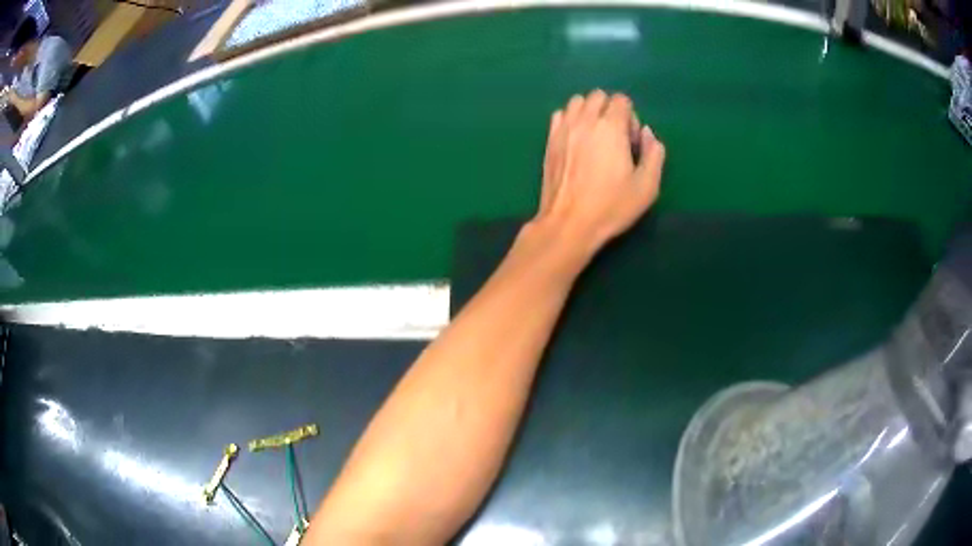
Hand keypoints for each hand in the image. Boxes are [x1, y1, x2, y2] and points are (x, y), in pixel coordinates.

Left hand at [534, 90, 665, 253]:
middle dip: (610, 110)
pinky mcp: (549, 140)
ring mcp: (564, 128)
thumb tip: (647, 133)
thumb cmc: (611, 207)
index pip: (621, 100)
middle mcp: (585, 121)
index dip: (631, 118)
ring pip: (577, 101)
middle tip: (615, 138)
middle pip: (598, 96)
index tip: (631, 143)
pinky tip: (576, 140)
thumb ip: (654, 154)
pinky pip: (560, 114)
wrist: (569, 223)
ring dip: (589, 111)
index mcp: (611, 128)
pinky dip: (571, 119)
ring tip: (595, 137)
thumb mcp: (647, 186)